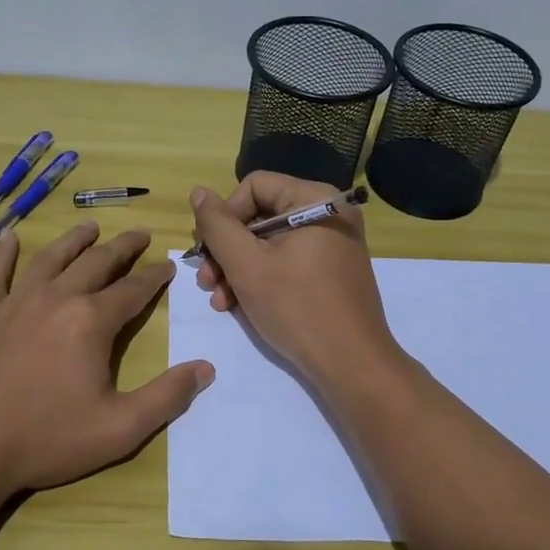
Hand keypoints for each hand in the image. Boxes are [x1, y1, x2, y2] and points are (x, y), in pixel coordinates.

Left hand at [0, 222, 214, 500]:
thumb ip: (167, 397)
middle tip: (140, 234)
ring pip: (50, 259)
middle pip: (96, 263)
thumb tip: (205, 368)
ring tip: (90, 227)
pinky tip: (9, 238)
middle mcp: (56, 299)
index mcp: (91, 322)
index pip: (133, 290)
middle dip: (122, 247)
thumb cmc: (45, 440)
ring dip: (74, 240)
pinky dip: (4, 254)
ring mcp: (14, 303)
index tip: (167, 265)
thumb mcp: (119, 429)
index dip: (154, 276)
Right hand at [189, 173, 402, 390]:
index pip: (253, 186)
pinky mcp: (331, 271)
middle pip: (259, 216)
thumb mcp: (247, 265)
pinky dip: (261, 279)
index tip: (210, 251)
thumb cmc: (297, 308)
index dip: (225, 216)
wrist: (351, 363)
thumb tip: (199, 192)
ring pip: (269, 243)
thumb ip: (217, 226)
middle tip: (206, 282)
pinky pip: (286, 262)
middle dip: (227, 250)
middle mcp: (328, 214)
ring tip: (220, 301)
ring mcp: (332, 244)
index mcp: (314, 200)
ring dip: (237, 269)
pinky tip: (239, 306)